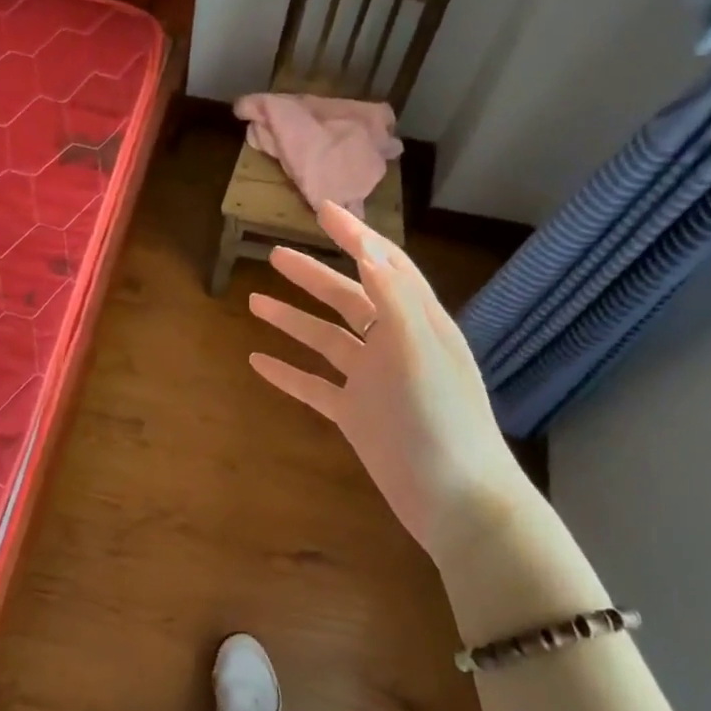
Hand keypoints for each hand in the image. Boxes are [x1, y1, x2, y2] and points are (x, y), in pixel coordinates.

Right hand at [247, 202, 530, 566]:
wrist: (455, 500)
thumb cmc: (443, 421)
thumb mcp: (420, 352)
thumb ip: (395, 298)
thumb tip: (367, 248)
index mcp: (418, 323)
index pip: (385, 266)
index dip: (355, 236)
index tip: (322, 210)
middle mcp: (395, 346)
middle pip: (348, 299)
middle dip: (313, 276)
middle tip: (276, 255)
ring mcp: (373, 383)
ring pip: (326, 340)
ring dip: (293, 319)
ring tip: (255, 301)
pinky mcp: (356, 416)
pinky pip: (314, 386)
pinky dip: (287, 372)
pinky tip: (257, 362)